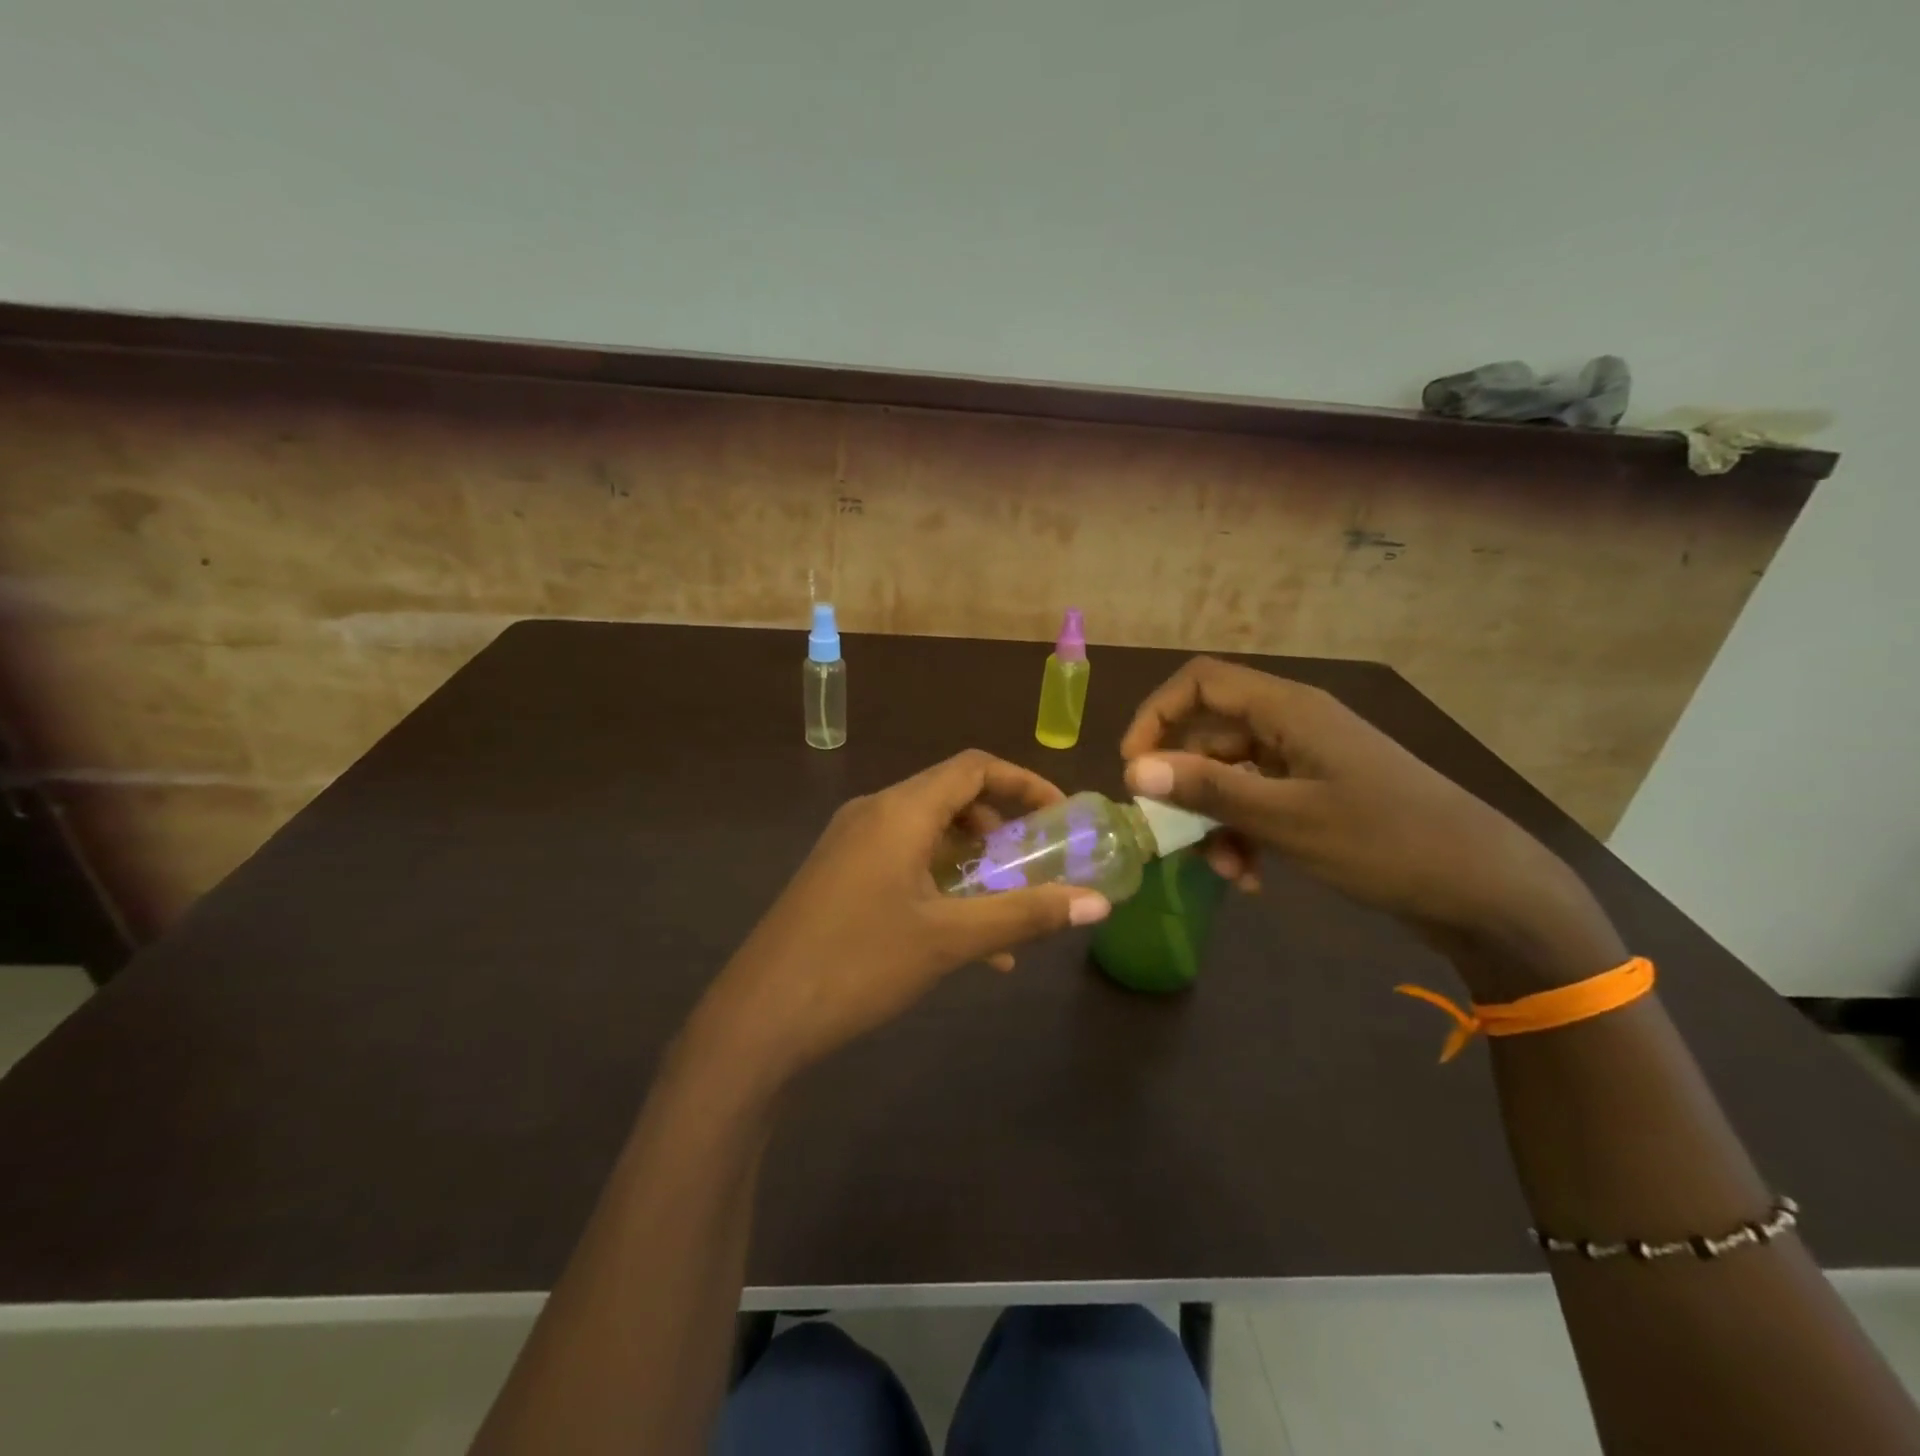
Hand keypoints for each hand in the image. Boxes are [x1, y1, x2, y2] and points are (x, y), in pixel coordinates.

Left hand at [692, 751, 1111, 1083]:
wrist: (760, 1015)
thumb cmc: (860, 963)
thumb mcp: (951, 939)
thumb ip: (1026, 914)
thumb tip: (1099, 903)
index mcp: (900, 810)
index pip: (973, 768)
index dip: (1023, 782)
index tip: (1060, 815)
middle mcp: (873, 813)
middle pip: (951, 797)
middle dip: (1000, 827)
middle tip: (1034, 864)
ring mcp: (850, 844)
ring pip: (927, 835)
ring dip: (972, 864)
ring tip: (1007, 911)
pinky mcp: (838, 875)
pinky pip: (902, 862)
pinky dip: (940, 885)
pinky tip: (967, 943)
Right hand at [1119, 658, 1621, 992]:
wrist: (1485, 890)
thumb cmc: (1386, 842)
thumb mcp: (1288, 819)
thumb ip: (1208, 790)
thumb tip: (1133, 770)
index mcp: (1289, 710)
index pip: (1200, 683)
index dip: (1156, 716)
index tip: (1134, 768)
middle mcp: (1294, 725)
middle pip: (1211, 734)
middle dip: (1185, 785)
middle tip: (1170, 833)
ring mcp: (1308, 761)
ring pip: (1232, 775)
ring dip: (1216, 821)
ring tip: (1226, 872)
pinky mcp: (1320, 794)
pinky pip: (1260, 801)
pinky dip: (1245, 834)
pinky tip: (1253, 878)